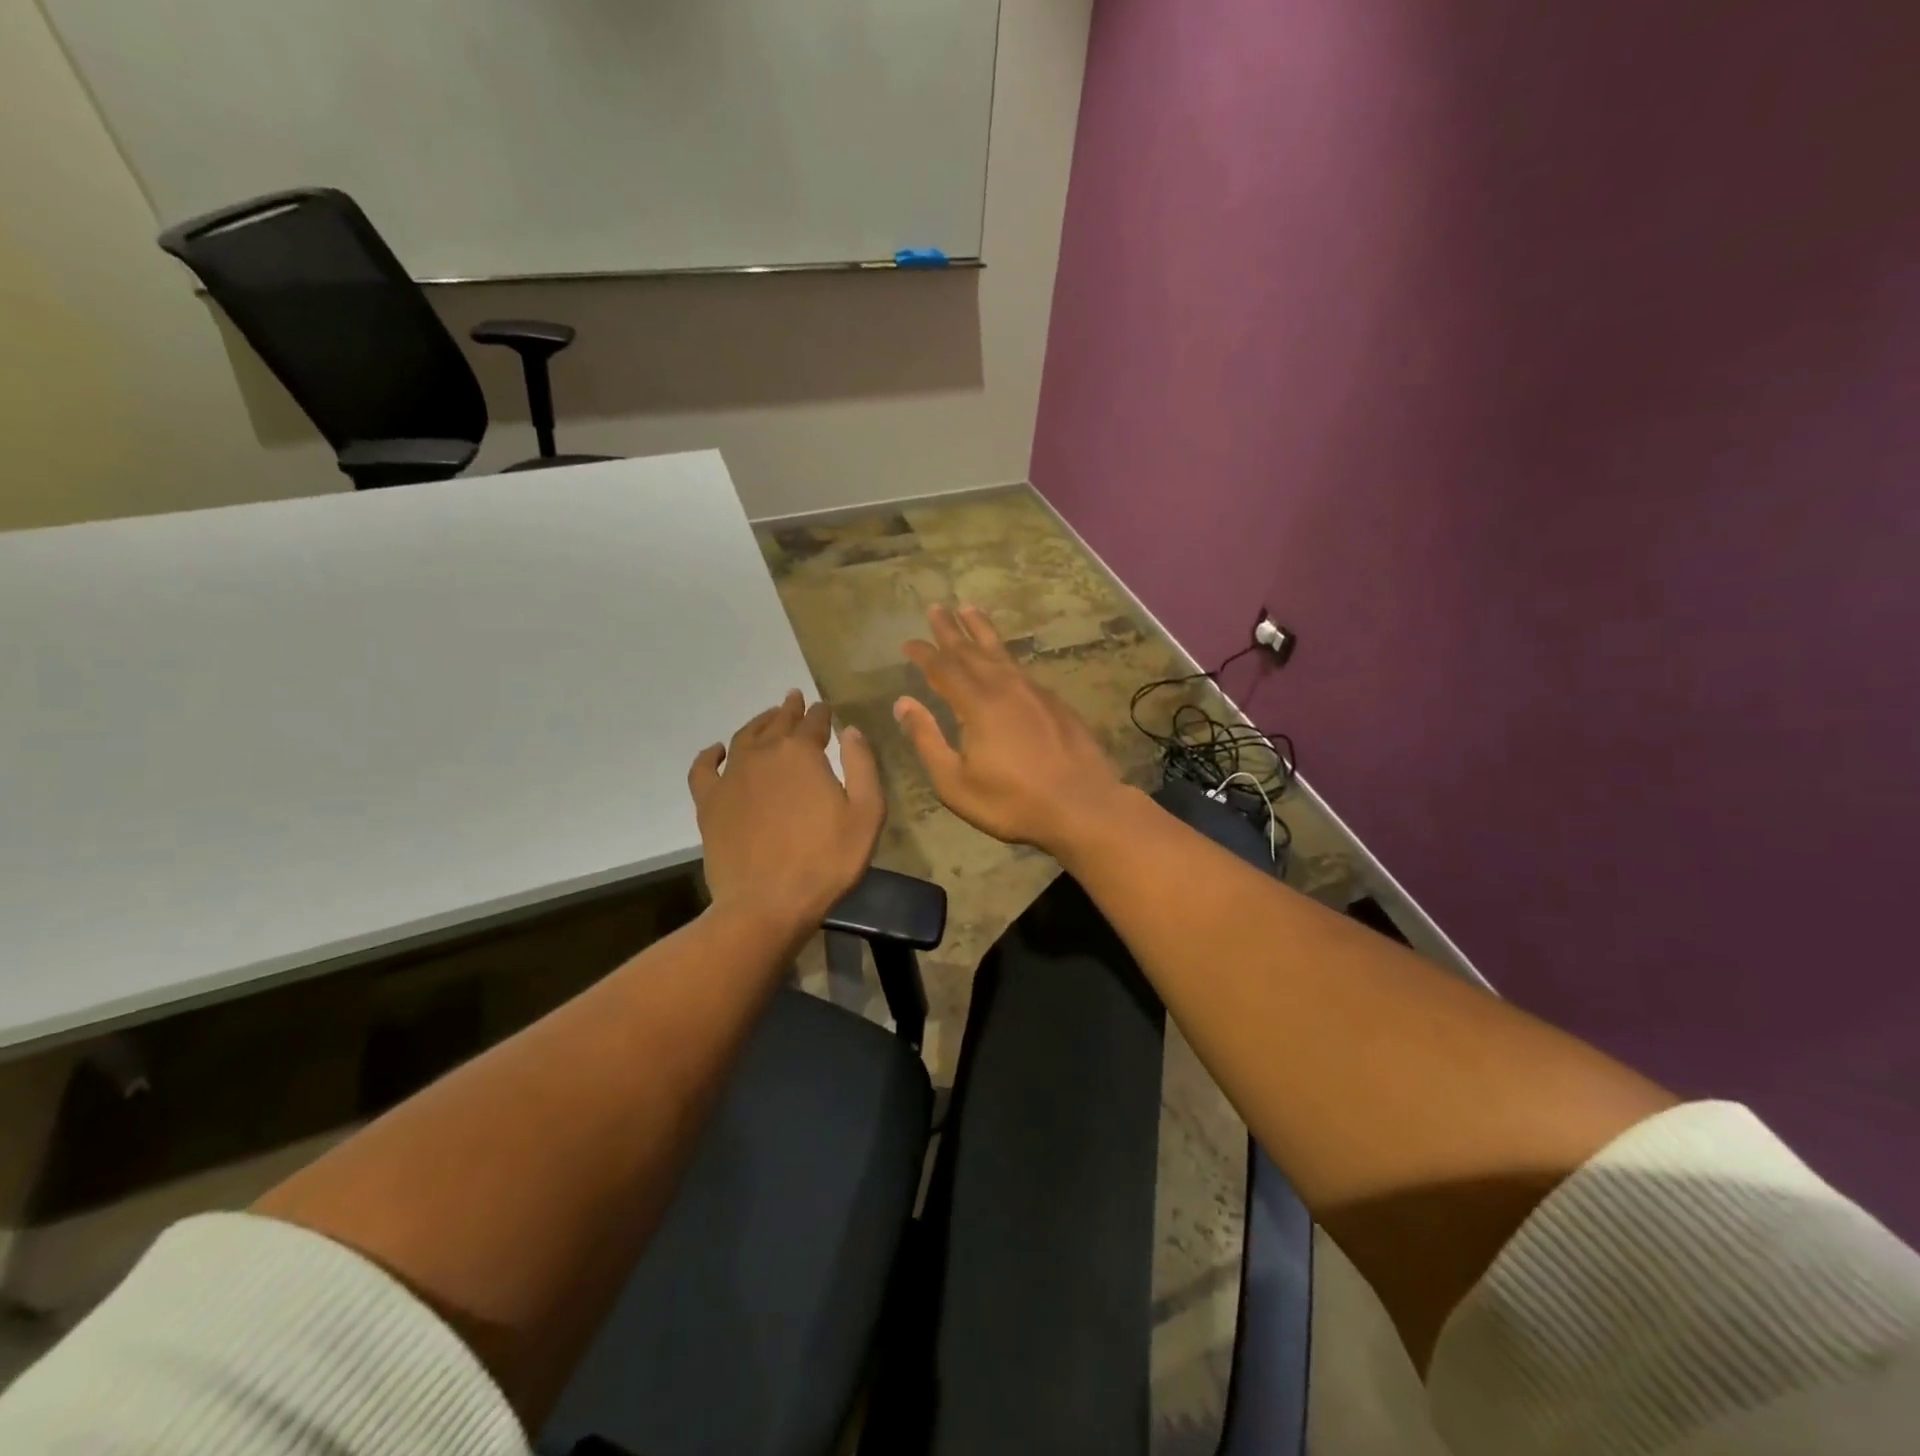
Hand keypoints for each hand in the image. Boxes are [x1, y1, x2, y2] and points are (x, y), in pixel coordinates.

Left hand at [689, 690, 884, 929]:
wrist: (767, 904)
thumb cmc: (826, 861)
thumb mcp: (866, 814)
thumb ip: (862, 766)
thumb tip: (850, 731)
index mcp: (802, 753)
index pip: (814, 722)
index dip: (822, 713)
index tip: (826, 708)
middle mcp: (764, 754)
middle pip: (778, 723)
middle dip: (790, 709)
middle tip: (795, 698)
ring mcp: (731, 777)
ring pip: (744, 737)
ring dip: (758, 723)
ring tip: (768, 718)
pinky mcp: (709, 803)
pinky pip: (704, 769)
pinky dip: (710, 755)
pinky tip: (717, 750)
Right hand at [894, 604, 1128, 854]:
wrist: (1083, 806)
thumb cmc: (1013, 802)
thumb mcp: (956, 782)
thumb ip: (927, 739)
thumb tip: (903, 703)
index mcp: (977, 704)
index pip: (943, 668)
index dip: (924, 653)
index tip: (908, 642)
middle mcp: (1005, 687)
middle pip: (972, 650)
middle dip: (951, 630)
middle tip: (937, 608)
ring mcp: (1035, 692)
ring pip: (1001, 652)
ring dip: (982, 631)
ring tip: (970, 610)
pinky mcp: (1055, 703)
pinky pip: (1021, 668)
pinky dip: (1005, 656)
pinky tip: (1004, 660)